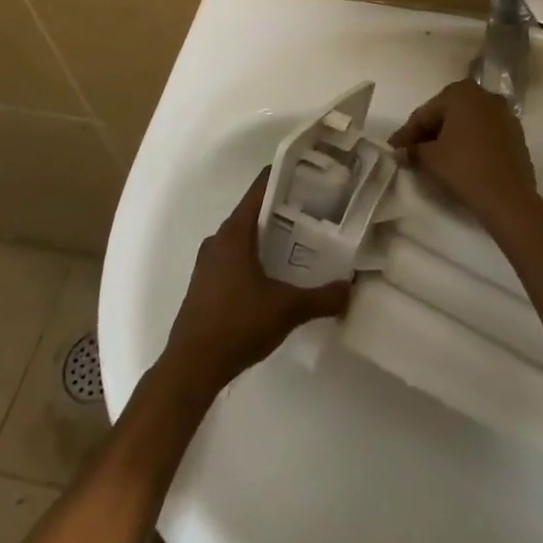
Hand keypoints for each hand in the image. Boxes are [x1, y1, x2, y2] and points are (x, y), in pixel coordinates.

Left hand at [162, 171, 350, 395]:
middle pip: (254, 211)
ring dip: (269, 235)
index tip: (312, 174)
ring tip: (303, 240)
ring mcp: (208, 263)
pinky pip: (235, 257)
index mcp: (234, 233)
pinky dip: (256, 256)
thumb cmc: (237, 325)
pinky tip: (277, 273)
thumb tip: (351, 287)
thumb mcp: (287, 309)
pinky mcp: (205, 285)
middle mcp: (218, 240)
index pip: (260, 188)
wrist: (190, 368)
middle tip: (318, 209)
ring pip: (244, 237)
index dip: (286, 176)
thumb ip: (322, 296)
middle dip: (284, 208)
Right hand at [389, 80, 541, 234]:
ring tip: (434, 156)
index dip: (407, 133)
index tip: (393, 148)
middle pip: (448, 113)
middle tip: (411, 150)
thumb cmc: (464, 168)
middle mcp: (485, 95)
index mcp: (462, 93)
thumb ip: (413, 149)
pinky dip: (470, 141)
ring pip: (467, 122)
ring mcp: (504, 113)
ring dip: (450, 136)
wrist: (508, 197)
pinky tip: (460, 158)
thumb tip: (401, 151)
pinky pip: (484, 132)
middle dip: (429, 131)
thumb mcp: (430, 159)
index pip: (426, 113)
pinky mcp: (516, 133)